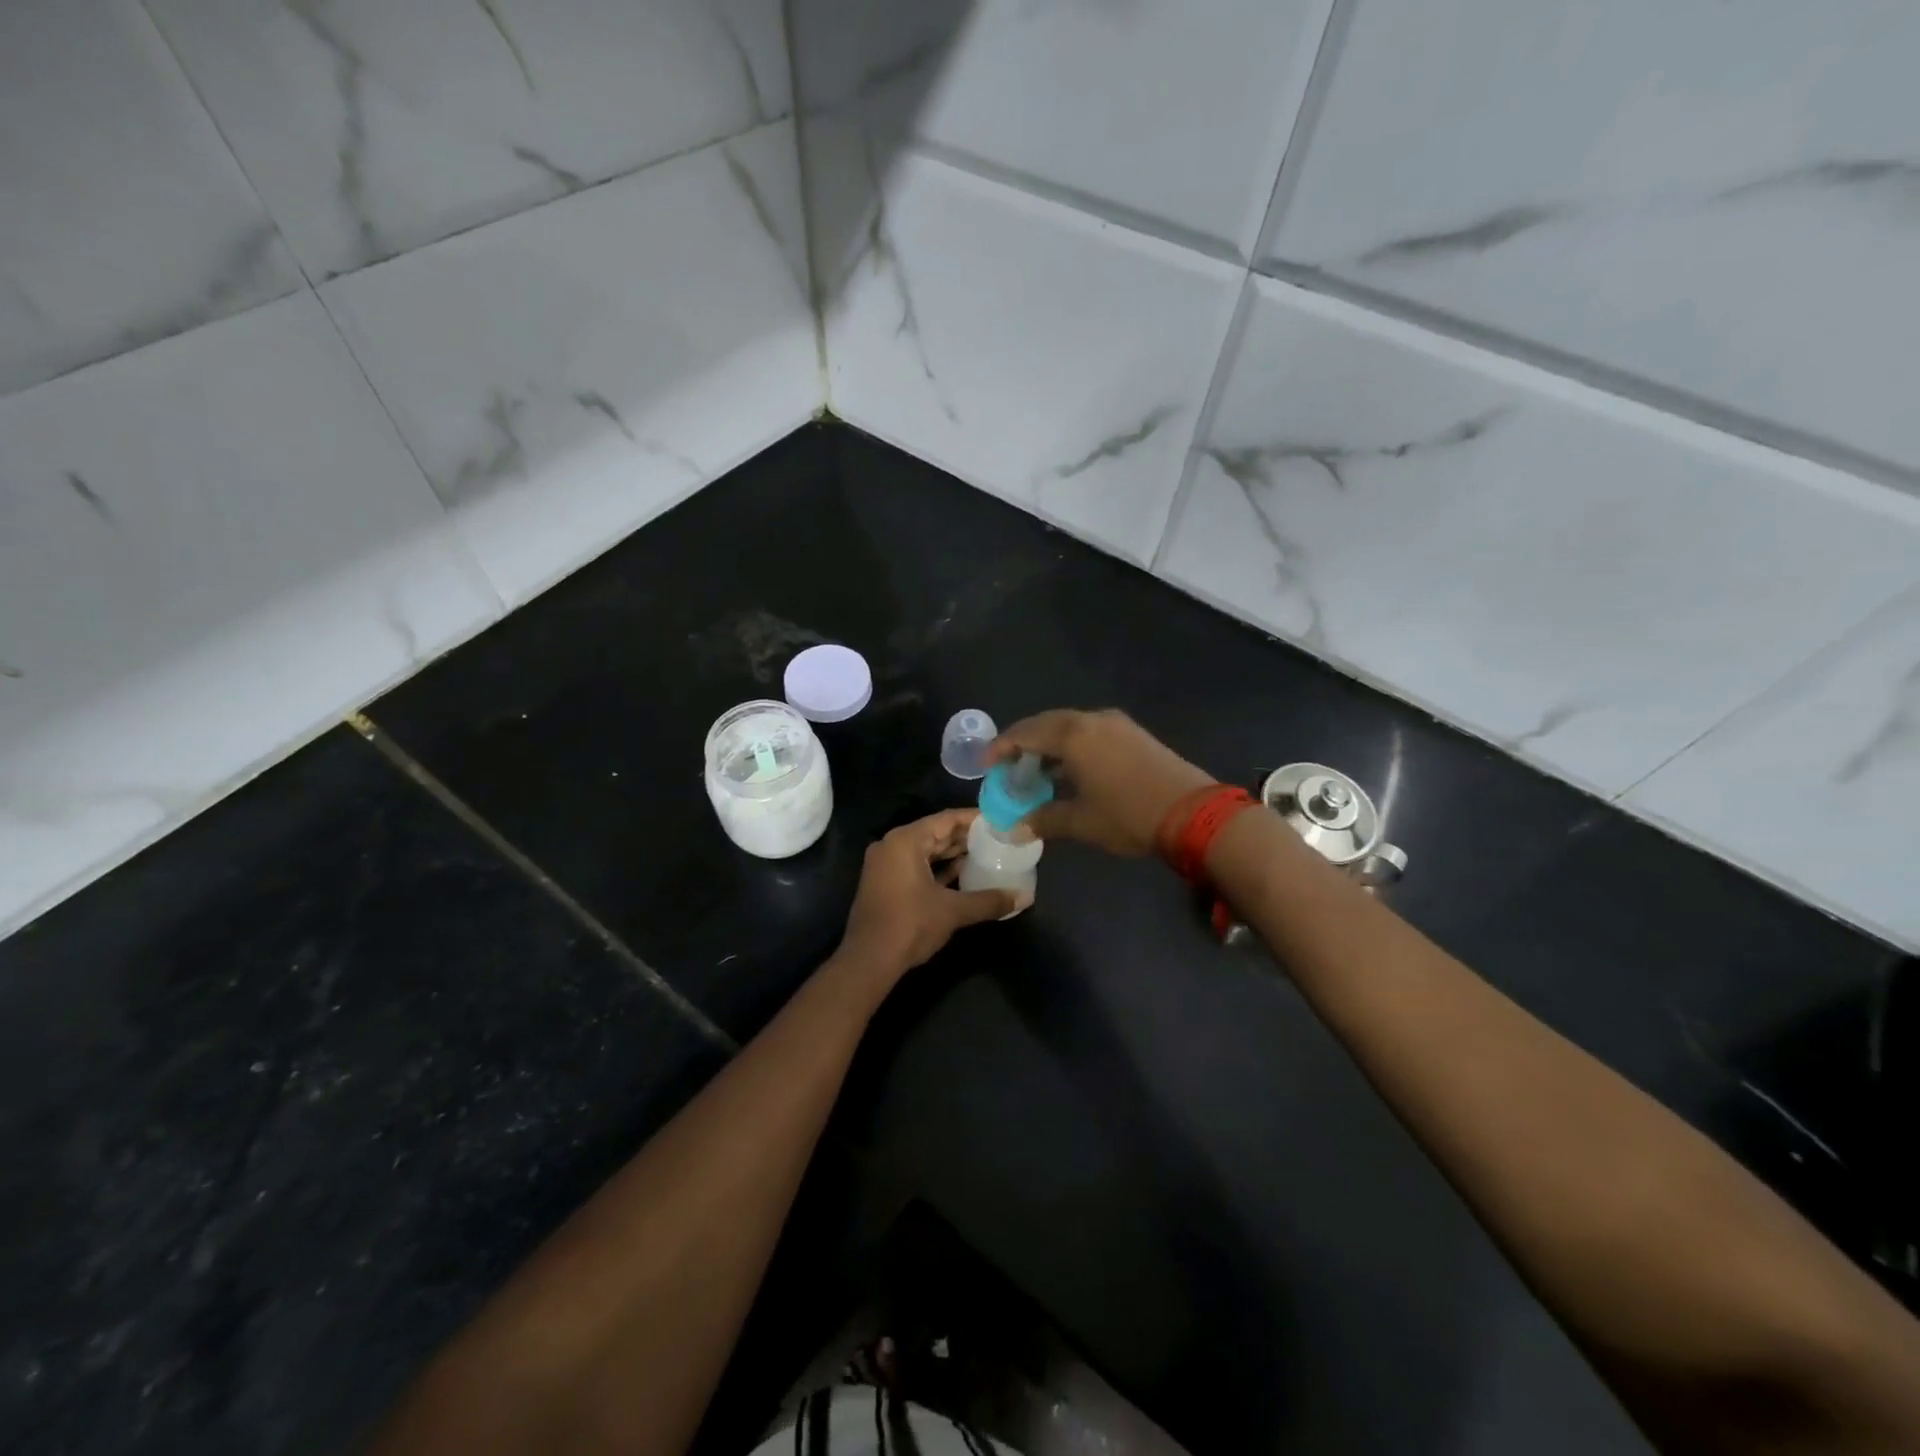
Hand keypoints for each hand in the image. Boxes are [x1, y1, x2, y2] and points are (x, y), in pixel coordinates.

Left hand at [836, 809, 1019, 979]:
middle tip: (997, 838)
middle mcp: (892, 845)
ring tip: (986, 855)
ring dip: (953, 854)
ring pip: (926, 851)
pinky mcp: (885, 883)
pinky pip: (916, 866)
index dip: (974, 819)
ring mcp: (886, 865)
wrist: (869, 961)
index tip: (999, 820)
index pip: (946, 819)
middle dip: (965, 837)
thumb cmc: (910, 925)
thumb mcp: (953, 911)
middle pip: (935, 833)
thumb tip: (1025, 897)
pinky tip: (964, 874)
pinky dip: (938, 869)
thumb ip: (989, 901)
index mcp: (905, 840)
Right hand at [987, 709, 1213, 855]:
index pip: (1025, 733)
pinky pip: (1090, 731)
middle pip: (1046, 724)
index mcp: (1073, 735)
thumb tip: (1015, 828)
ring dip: (1049, 744)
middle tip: (1009, 766)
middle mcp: (1091, 720)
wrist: (1194, 812)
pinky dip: (1071, 745)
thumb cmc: (1128, 815)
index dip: (1001, 748)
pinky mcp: (1133, 734)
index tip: (987, 764)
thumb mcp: (1081, 821)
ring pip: (1070, 726)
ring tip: (1036, 770)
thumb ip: (1044, 819)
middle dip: (1023, 743)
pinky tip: (1070, 769)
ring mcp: (1116, 724)